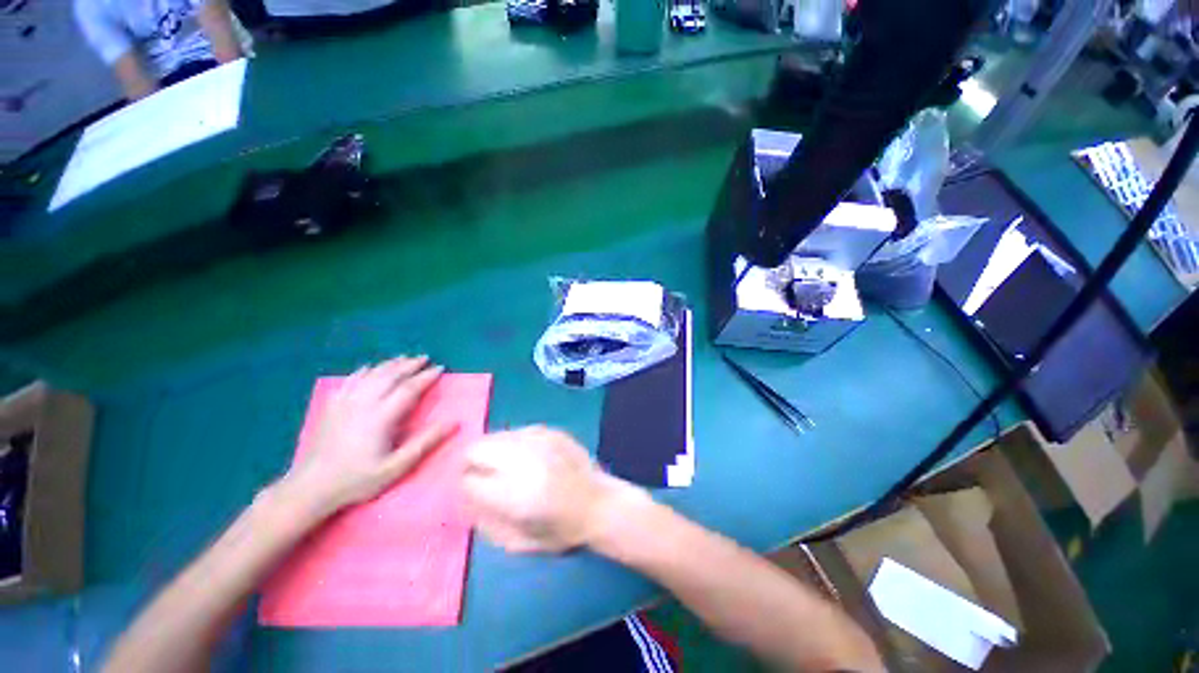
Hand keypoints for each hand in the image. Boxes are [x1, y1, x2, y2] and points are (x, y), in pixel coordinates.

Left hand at [280, 357, 455, 518]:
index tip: (440, 368)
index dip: (426, 377)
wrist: (310, 487)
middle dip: (410, 365)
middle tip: (425, 358)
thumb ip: (426, 442)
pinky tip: (369, 368)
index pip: (409, 388)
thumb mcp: (397, 466)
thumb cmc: (358, 479)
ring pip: (371, 374)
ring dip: (390, 364)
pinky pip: (350, 381)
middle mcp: (363, 403)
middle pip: (390, 376)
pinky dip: (363, 371)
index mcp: (381, 416)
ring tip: (404, 358)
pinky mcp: (331, 406)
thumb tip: (454, 422)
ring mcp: (345, 402)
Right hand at [461, 426, 645, 552]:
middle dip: (471, 463)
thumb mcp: (517, 541)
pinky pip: (517, 431)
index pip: (468, 480)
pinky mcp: (551, 430)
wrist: (598, 503)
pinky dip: (513, 444)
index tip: (470, 492)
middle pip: (476, 449)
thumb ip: (484, 520)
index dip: (464, 487)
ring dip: (492, 451)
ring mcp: (539, 440)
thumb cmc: (560, 530)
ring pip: (496, 436)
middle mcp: (523, 459)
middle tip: (482, 475)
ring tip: (504, 466)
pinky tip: (526, 457)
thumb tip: (465, 496)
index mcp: (514, 493)